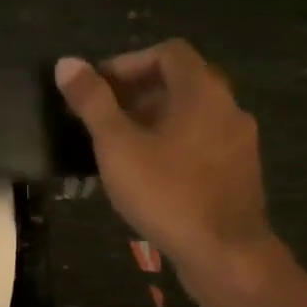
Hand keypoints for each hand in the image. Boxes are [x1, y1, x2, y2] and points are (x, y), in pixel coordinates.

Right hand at [55, 41, 279, 298]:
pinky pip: (201, 143)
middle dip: (137, 93)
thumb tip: (67, 63)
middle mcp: (228, 107)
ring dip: (154, 120)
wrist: (224, 253)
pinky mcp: (239, 172)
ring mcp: (238, 141)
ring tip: (119, 147)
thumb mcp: (118, 146)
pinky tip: (149, 174)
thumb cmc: (167, 192)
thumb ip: (92, 102)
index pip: (167, 53)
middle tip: (102, 118)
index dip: (128, 63)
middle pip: (181, 82)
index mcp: (202, 91)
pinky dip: (173, 144)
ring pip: (191, 115)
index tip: (98, 89)